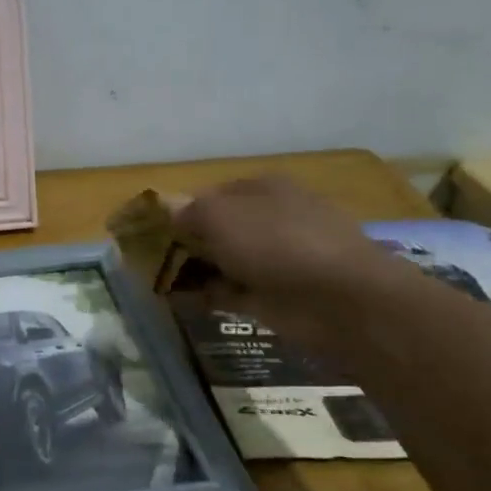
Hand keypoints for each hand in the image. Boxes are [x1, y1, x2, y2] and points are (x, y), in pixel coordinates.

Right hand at [171, 176, 419, 351]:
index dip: (181, 208)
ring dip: (195, 269)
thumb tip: (170, 210)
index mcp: (264, 189)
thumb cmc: (276, 242)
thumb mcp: (219, 215)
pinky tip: (179, 301)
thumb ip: (189, 211)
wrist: (341, 301)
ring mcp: (277, 260)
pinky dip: (207, 295)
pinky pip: (232, 291)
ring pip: (225, 260)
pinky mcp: (277, 296)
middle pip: (220, 227)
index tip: (152, 228)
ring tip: (157, 280)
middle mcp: (272, 219)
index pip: (212, 193)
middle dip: (187, 240)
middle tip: (149, 257)